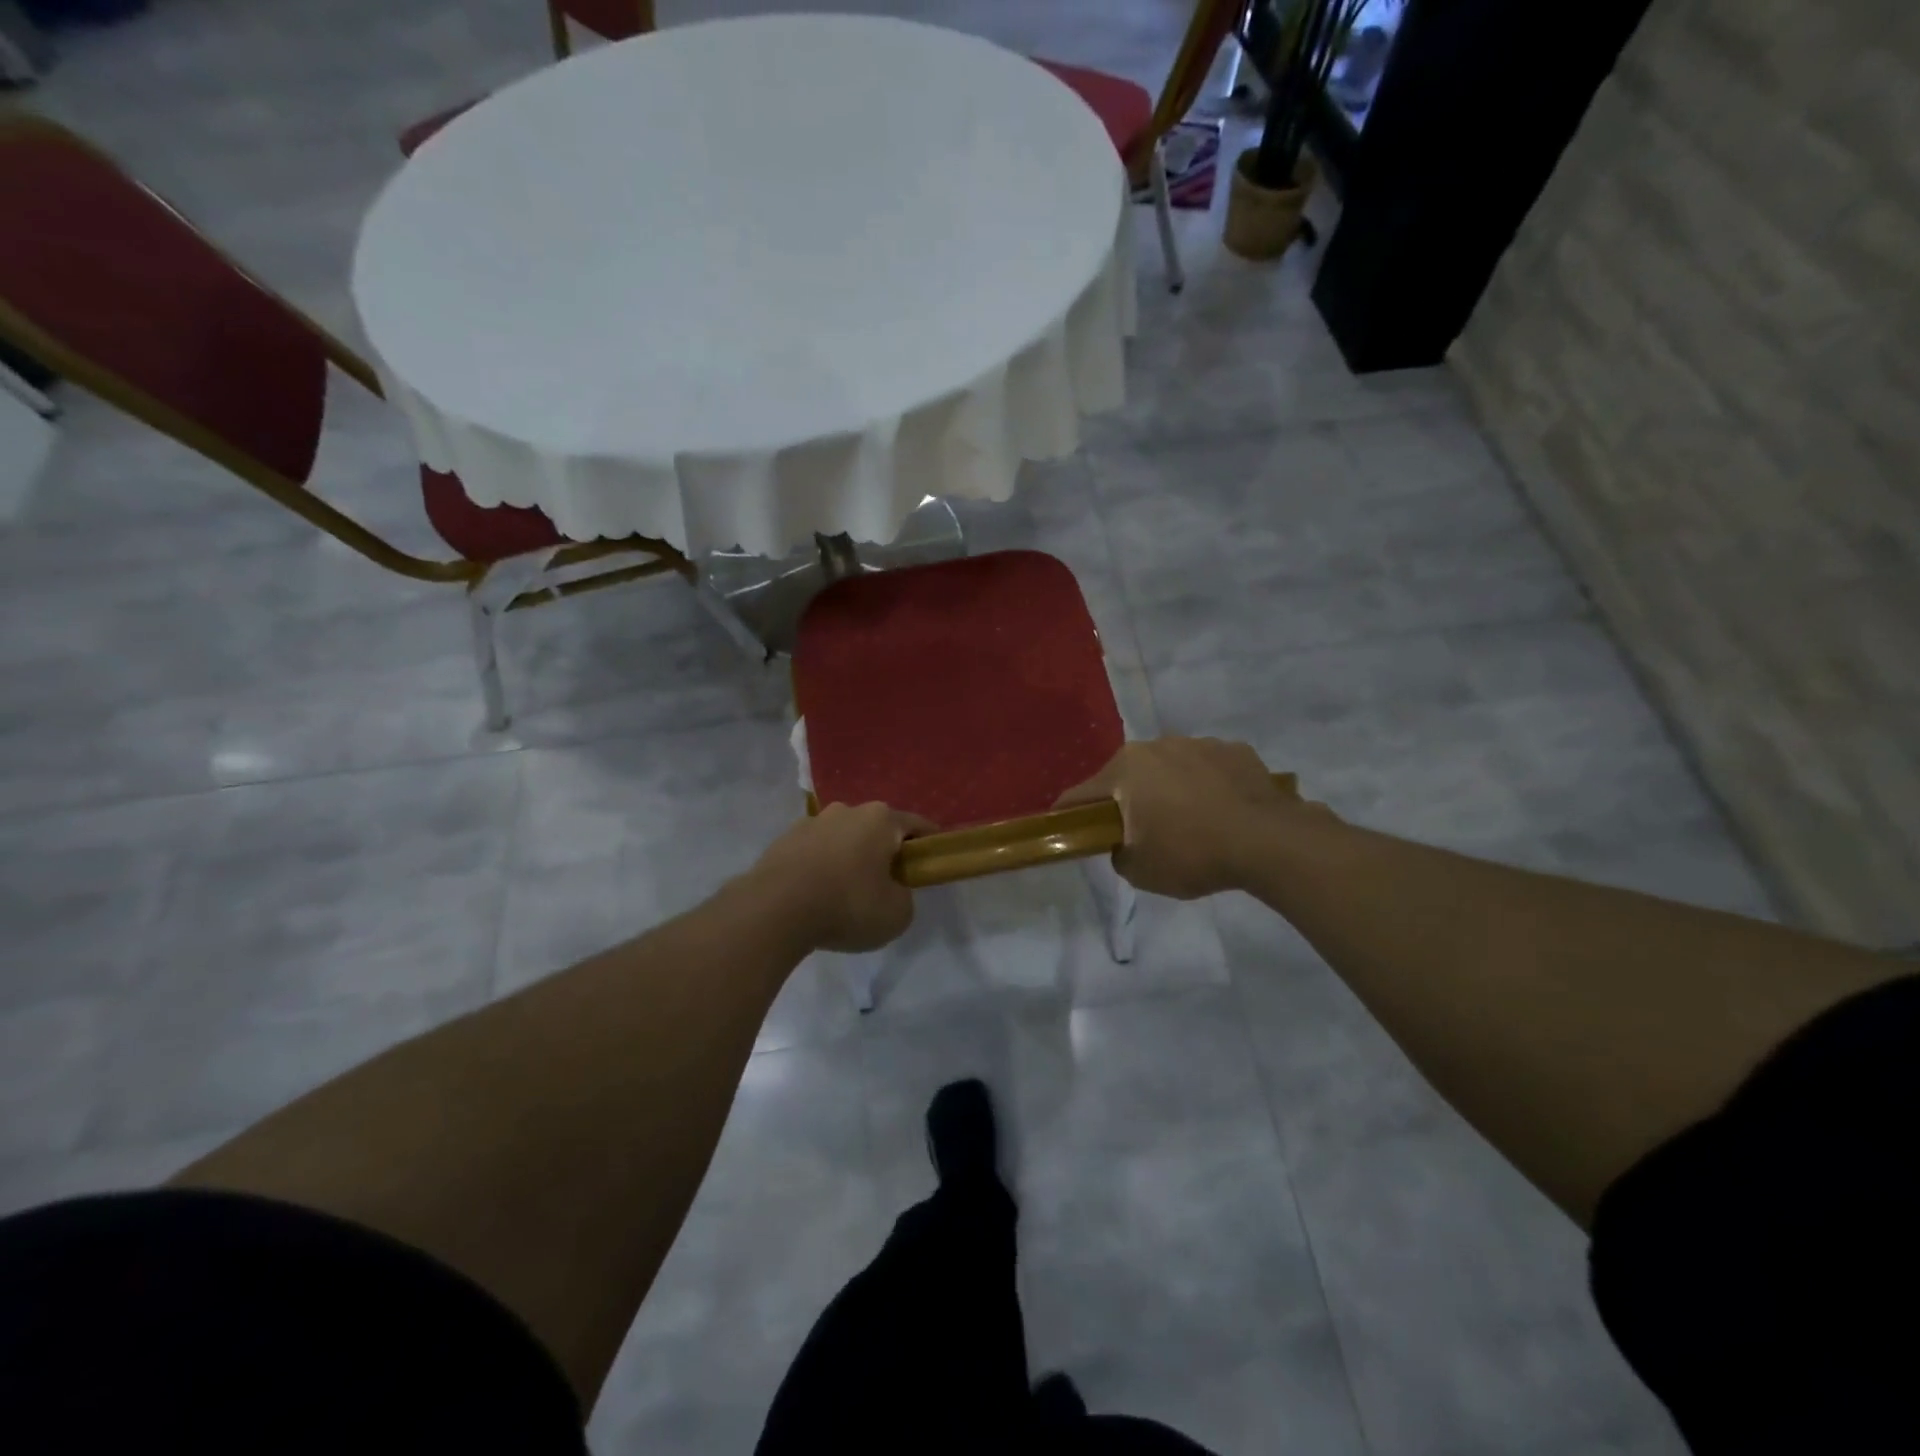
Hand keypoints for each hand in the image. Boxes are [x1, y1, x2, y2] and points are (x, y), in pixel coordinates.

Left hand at [749, 802, 933, 952]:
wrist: (775, 910)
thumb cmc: (847, 906)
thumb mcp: (897, 914)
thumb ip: (904, 897)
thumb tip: (891, 890)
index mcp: (881, 819)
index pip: (916, 825)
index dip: (928, 843)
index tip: (931, 861)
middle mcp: (847, 810)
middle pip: (876, 829)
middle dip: (884, 851)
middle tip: (886, 883)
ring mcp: (812, 822)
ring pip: (842, 838)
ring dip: (849, 857)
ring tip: (845, 892)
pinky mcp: (784, 839)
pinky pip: (814, 851)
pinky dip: (821, 866)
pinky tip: (816, 894)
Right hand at [1054, 738, 1328, 898]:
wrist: (1269, 841)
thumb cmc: (1193, 853)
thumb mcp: (1140, 871)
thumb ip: (1118, 853)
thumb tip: (1124, 842)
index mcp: (1125, 770)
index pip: (1081, 794)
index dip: (1070, 815)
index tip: (1070, 832)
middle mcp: (1156, 746)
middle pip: (1127, 776)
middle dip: (1127, 800)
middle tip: (1140, 832)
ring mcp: (1198, 743)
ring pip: (1168, 768)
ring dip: (1168, 789)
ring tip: (1189, 822)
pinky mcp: (1235, 749)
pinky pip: (1207, 768)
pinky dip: (1206, 785)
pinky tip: (1221, 811)